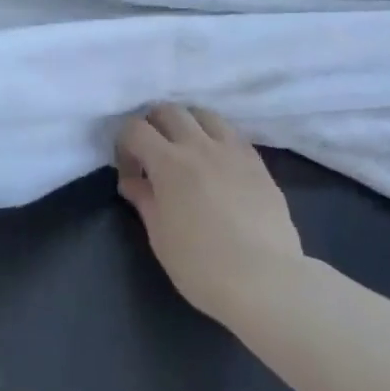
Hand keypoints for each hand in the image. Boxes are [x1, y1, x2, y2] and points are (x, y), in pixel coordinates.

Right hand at [116, 104, 302, 318]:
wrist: (265, 280)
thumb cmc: (201, 264)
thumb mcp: (160, 236)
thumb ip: (144, 200)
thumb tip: (131, 181)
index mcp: (168, 162)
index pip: (135, 128)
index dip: (124, 144)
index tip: (130, 171)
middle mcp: (199, 145)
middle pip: (169, 110)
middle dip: (153, 125)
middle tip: (153, 154)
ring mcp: (232, 150)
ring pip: (204, 114)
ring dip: (187, 124)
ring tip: (187, 151)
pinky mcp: (257, 162)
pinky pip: (231, 133)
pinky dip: (215, 138)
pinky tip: (217, 164)